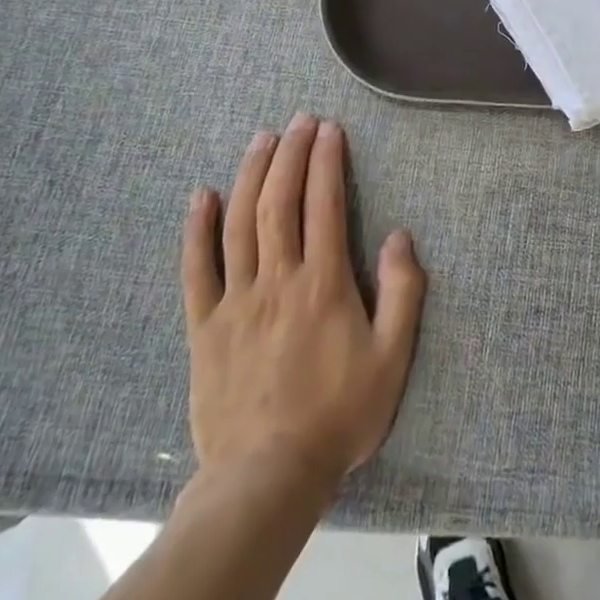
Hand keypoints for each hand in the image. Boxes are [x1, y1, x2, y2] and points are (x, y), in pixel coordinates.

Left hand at [180, 113, 426, 491]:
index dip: (326, 161)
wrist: (267, 479)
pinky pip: (196, 270)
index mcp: (323, 284)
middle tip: (299, 120)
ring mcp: (236, 302)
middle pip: (279, 202)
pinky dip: (197, 229)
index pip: (324, 204)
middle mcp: (277, 280)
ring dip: (251, 174)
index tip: (330, 129)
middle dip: (290, 154)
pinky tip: (202, 195)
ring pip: (239, 224)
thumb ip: (403, 292)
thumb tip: (400, 235)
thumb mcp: (392, 358)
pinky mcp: (205, 328)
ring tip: (262, 138)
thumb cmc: (338, 415)